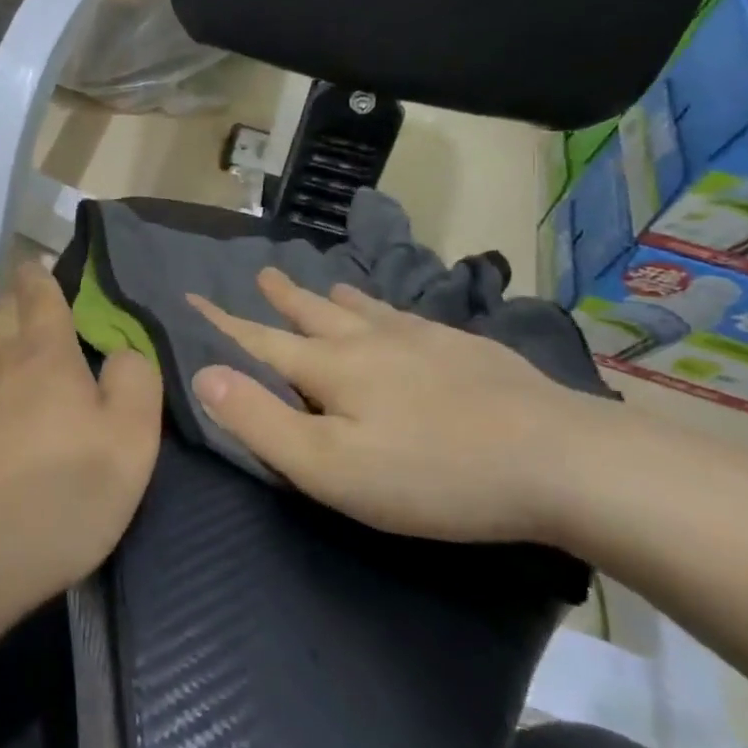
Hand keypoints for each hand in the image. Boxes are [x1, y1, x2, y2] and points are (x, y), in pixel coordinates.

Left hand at [0, 262, 163, 608]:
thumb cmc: (60, 491)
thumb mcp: (130, 437)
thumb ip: (136, 380)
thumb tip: (123, 352)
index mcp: (42, 352)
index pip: (37, 290)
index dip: (44, 273)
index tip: (54, 266)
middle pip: (3, 312)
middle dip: (23, 300)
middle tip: (55, 313)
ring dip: (10, 346)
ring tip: (40, 365)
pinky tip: (13, 423)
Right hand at [188, 268, 614, 544]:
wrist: (558, 460)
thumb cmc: (431, 473)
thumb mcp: (330, 466)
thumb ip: (261, 420)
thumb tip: (203, 373)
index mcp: (330, 368)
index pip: (258, 340)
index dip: (220, 322)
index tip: (189, 296)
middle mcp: (368, 340)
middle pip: (312, 312)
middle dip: (281, 297)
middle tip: (261, 273)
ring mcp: (421, 339)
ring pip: (363, 309)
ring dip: (333, 296)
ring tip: (322, 284)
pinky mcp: (465, 350)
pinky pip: (409, 317)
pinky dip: (387, 309)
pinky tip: (400, 315)